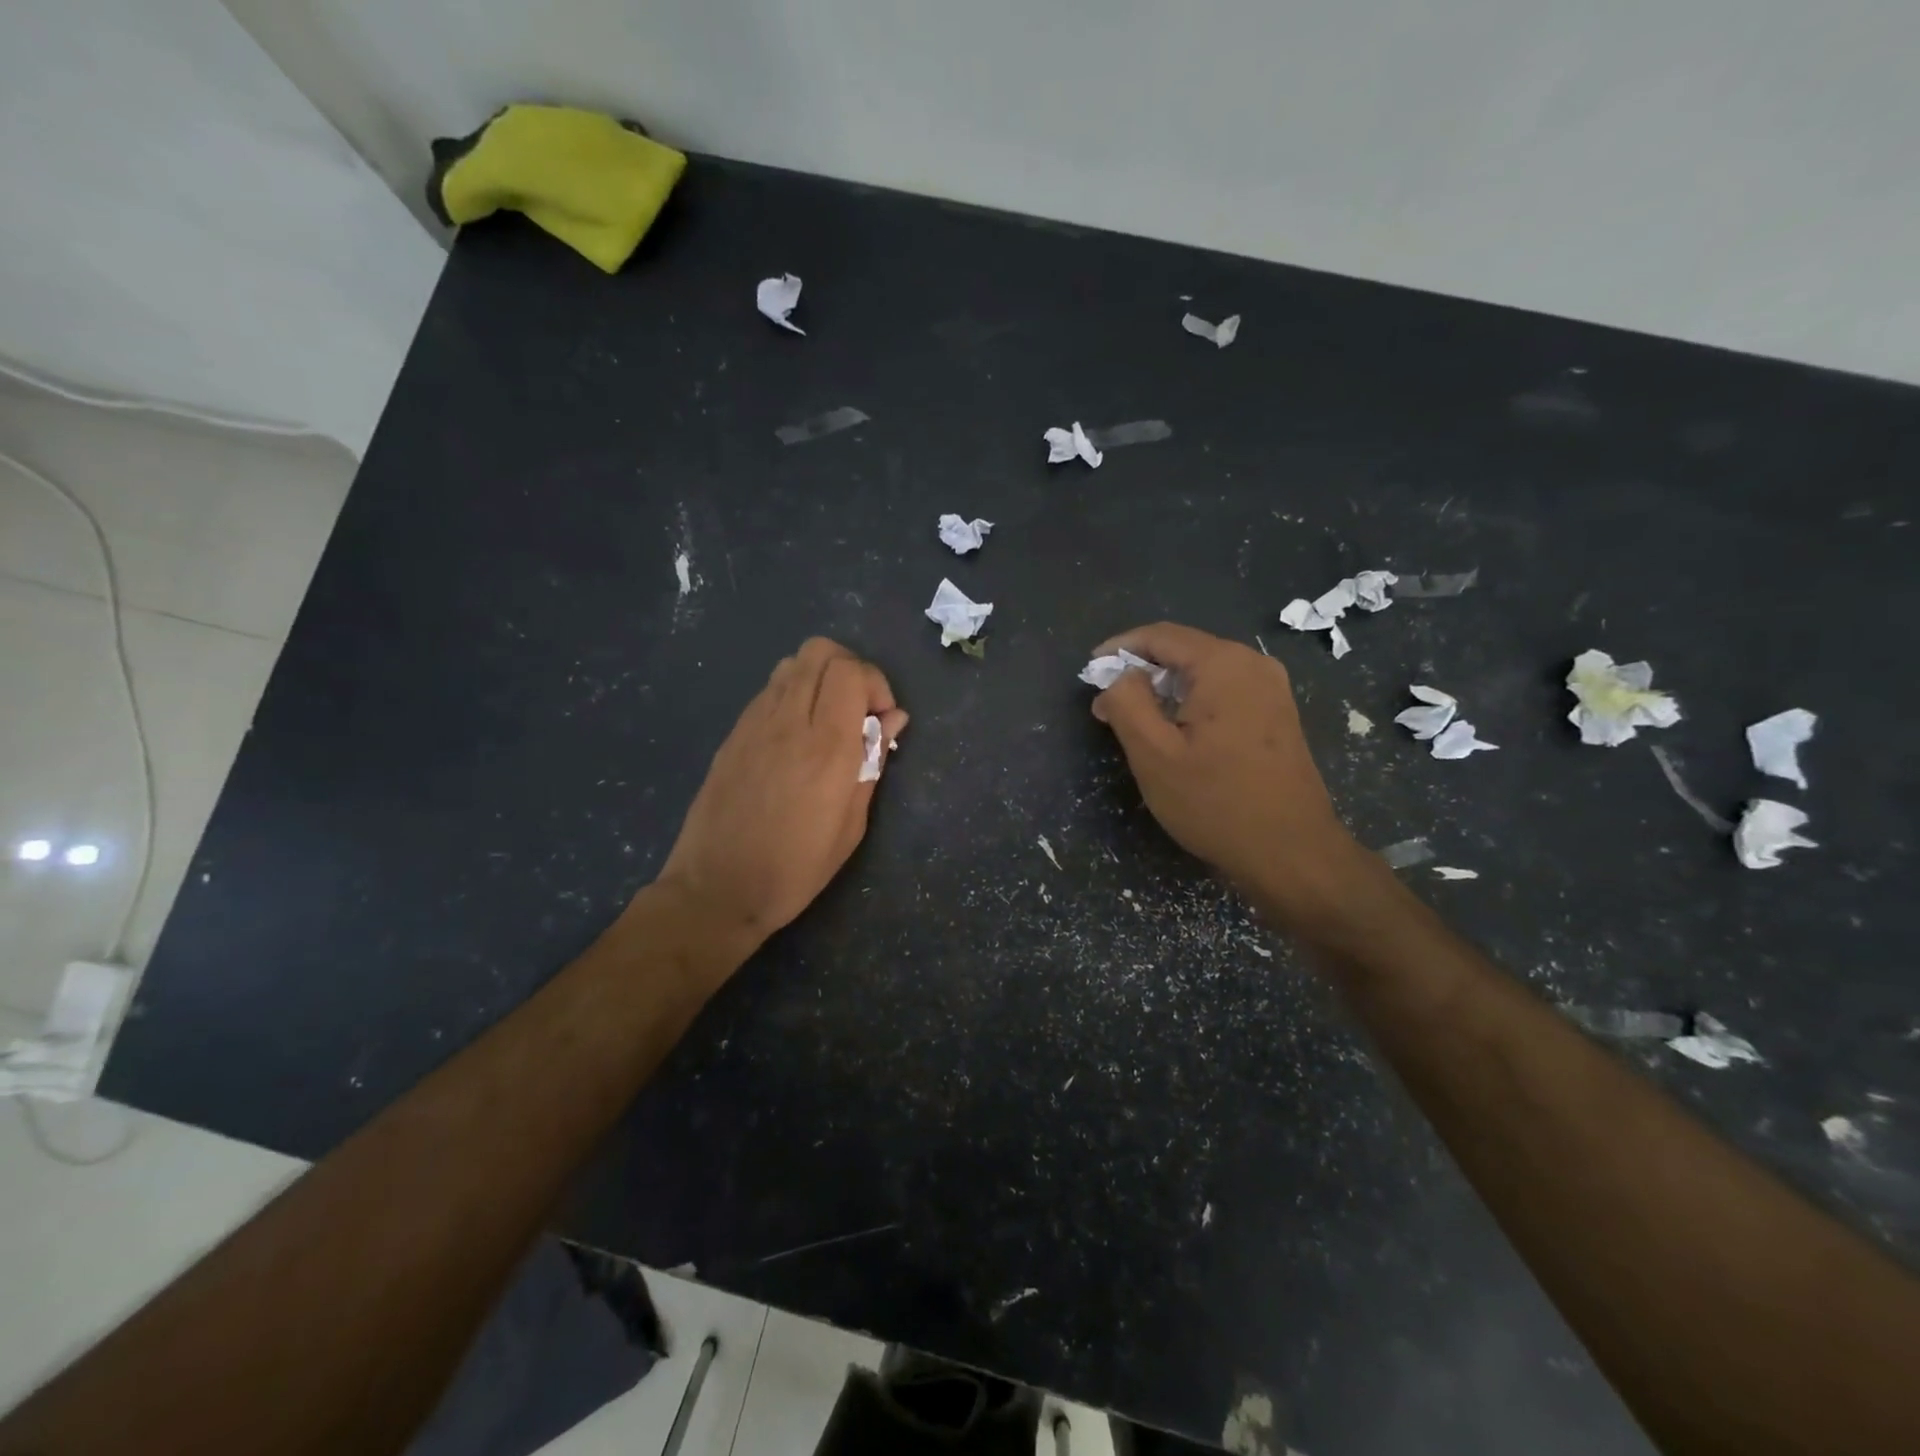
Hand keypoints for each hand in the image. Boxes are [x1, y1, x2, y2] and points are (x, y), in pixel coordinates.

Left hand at [655, 638, 907, 956]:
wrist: (716, 889)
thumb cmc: (795, 868)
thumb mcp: (851, 826)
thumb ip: (872, 763)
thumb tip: (893, 720)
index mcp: (827, 748)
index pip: (852, 672)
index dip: (876, 684)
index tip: (881, 720)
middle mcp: (789, 722)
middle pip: (820, 651)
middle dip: (851, 669)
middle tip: (858, 711)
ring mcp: (755, 724)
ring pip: (791, 663)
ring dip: (819, 678)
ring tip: (828, 720)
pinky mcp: (733, 734)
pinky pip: (769, 690)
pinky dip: (793, 695)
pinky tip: (796, 736)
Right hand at [1090, 623, 1370, 932]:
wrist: (1292, 854)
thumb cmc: (1216, 803)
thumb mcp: (1154, 755)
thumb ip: (1127, 703)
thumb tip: (1120, 677)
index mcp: (1223, 664)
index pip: (1160, 636)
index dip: (1118, 648)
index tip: (1089, 671)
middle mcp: (1253, 664)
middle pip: (1184, 651)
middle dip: (1140, 671)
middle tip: (1106, 704)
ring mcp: (1272, 689)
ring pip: (1204, 673)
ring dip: (1165, 689)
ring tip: (1134, 720)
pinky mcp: (1278, 715)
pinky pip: (1224, 692)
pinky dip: (1191, 702)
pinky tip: (1175, 732)